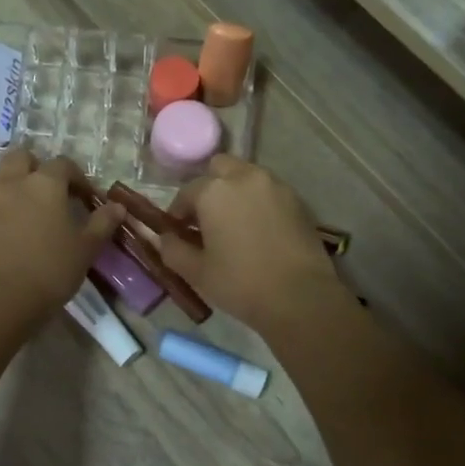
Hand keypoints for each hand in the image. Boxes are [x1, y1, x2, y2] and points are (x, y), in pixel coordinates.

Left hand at [0, 151, 123, 316]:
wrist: (3, 299)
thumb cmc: (52, 268)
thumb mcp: (87, 247)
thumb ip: (102, 222)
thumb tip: (117, 207)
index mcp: (44, 183)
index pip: (63, 164)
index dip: (77, 177)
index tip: (86, 198)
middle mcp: (13, 183)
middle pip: (21, 157)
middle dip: (37, 167)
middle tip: (52, 191)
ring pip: (1, 177)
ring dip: (16, 184)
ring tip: (31, 210)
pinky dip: (1, 208)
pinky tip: (12, 230)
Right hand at [157, 156, 343, 334]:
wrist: (300, 297)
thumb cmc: (240, 283)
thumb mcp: (196, 272)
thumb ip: (173, 249)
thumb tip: (164, 238)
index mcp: (213, 191)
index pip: (186, 192)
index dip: (178, 212)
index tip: (178, 232)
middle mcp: (244, 177)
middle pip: (219, 168)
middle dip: (209, 188)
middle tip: (206, 218)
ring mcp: (275, 186)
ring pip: (246, 176)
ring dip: (235, 192)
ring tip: (233, 224)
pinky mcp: (297, 200)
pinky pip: (269, 191)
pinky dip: (258, 202)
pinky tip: (258, 230)